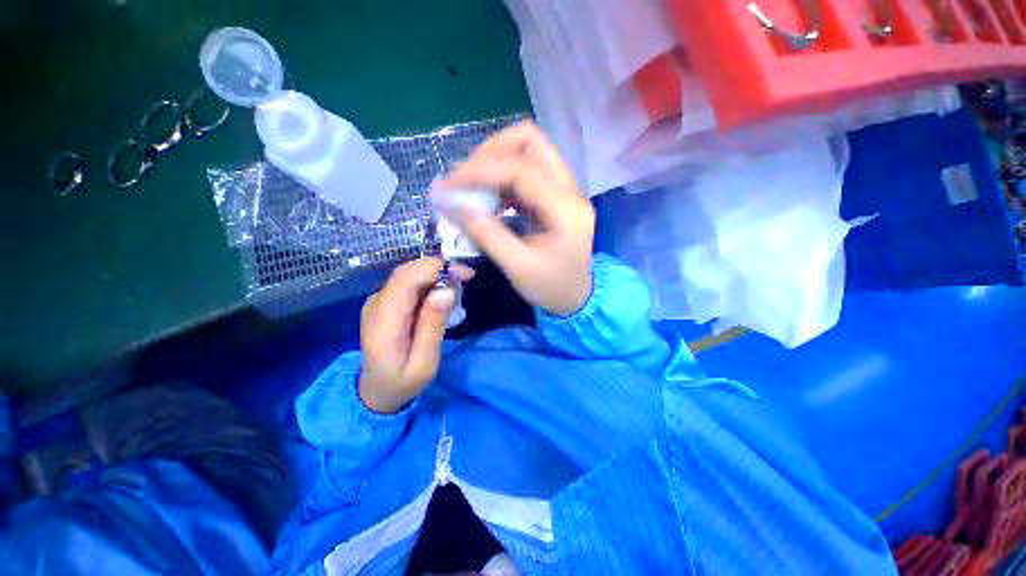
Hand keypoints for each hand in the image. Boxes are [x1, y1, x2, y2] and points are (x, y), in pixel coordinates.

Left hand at [358, 258, 473, 413]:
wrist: (376, 391)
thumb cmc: (403, 382)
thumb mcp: (424, 362)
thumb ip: (433, 325)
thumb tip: (446, 290)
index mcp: (384, 321)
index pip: (406, 279)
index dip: (437, 268)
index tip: (466, 274)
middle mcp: (376, 304)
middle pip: (407, 272)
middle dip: (439, 268)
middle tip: (466, 277)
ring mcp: (378, 301)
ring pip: (409, 274)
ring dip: (436, 275)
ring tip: (457, 290)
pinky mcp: (385, 302)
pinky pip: (408, 283)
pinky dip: (429, 283)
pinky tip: (442, 296)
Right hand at [433, 122, 594, 315]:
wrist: (576, 297)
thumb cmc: (550, 288)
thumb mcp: (517, 268)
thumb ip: (486, 235)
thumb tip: (451, 204)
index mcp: (565, 210)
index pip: (521, 171)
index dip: (480, 171)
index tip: (449, 184)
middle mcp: (571, 190)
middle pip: (531, 141)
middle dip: (491, 152)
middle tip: (465, 178)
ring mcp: (566, 190)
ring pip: (530, 151)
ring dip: (496, 161)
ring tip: (473, 186)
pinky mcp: (557, 195)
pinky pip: (528, 170)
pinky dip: (503, 176)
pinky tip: (489, 195)